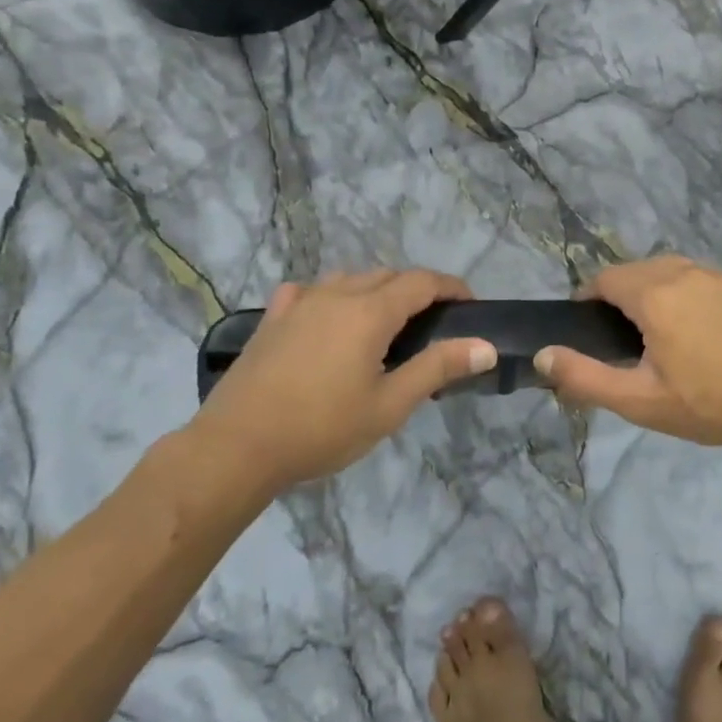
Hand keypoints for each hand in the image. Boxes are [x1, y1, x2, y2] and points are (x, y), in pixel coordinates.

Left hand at [184, 270, 496, 493]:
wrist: (237, 446)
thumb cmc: (322, 428)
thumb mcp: (390, 405)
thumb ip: (438, 368)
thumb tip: (485, 346)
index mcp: (370, 311)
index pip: (423, 282)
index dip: (452, 287)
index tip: (471, 306)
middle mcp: (337, 294)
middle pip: (388, 275)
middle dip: (417, 289)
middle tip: (434, 324)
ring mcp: (300, 303)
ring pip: (350, 279)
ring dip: (376, 289)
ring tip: (386, 322)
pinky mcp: (273, 318)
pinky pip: (310, 292)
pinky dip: (332, 297)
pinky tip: (328, 317)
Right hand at [535, 256, 721, 456]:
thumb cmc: (708, 404)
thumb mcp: (639, 400)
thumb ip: (584, 377)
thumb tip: (542, 355)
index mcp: (654, 294)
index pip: (605, 278)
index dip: (588, 298)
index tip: (587, 328)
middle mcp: (683, 273)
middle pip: (635, 270)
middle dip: (618, 294)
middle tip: (619, 338)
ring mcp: (716, 276)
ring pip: (667, 270)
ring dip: (650, 290)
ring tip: (654, 332)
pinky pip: (696, 278)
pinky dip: (682, 293)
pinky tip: (694, 330)